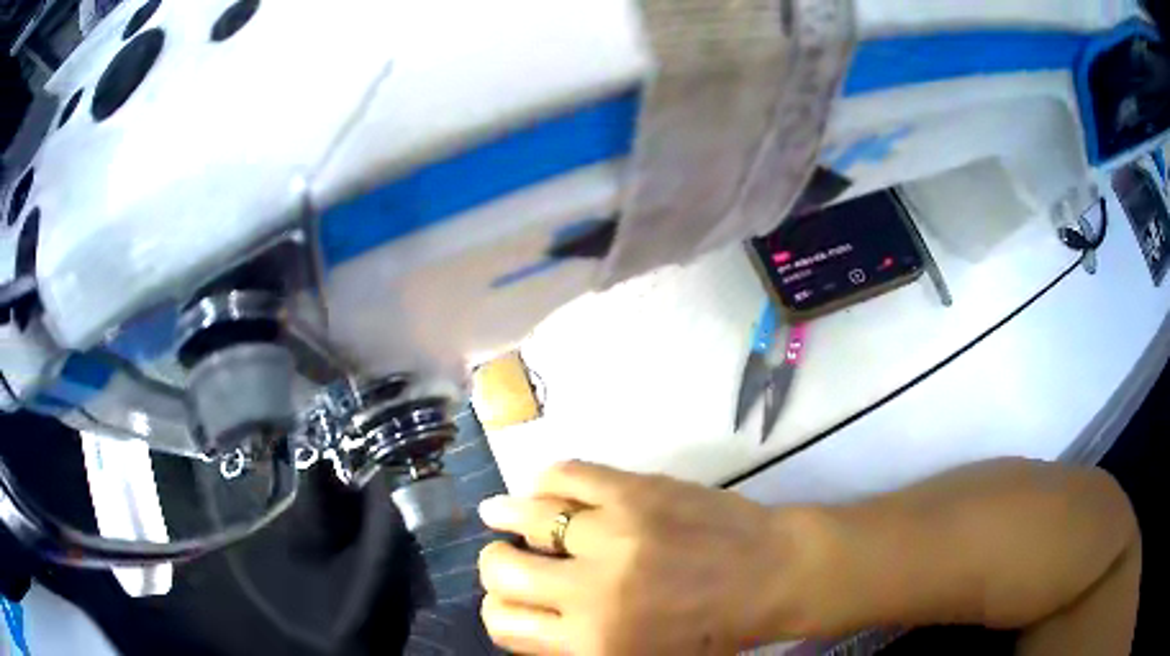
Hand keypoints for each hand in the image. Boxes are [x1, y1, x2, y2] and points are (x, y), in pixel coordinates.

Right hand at [476, 461, 827, 654]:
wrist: (774, 574)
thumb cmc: (713, 631)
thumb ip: (577, 647)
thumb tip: (527, 617)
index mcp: (594, 643)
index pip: (504, 624)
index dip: (500, 611)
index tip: (512, 601)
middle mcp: (592, 591)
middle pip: (501, 569)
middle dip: (498, 566)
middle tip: (510, 560)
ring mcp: (614, 532)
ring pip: (525, 515)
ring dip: (506, 516)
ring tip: (501, 514)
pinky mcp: (636, 489)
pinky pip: (566, 473)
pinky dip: (545, 480)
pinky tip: (543, 488)